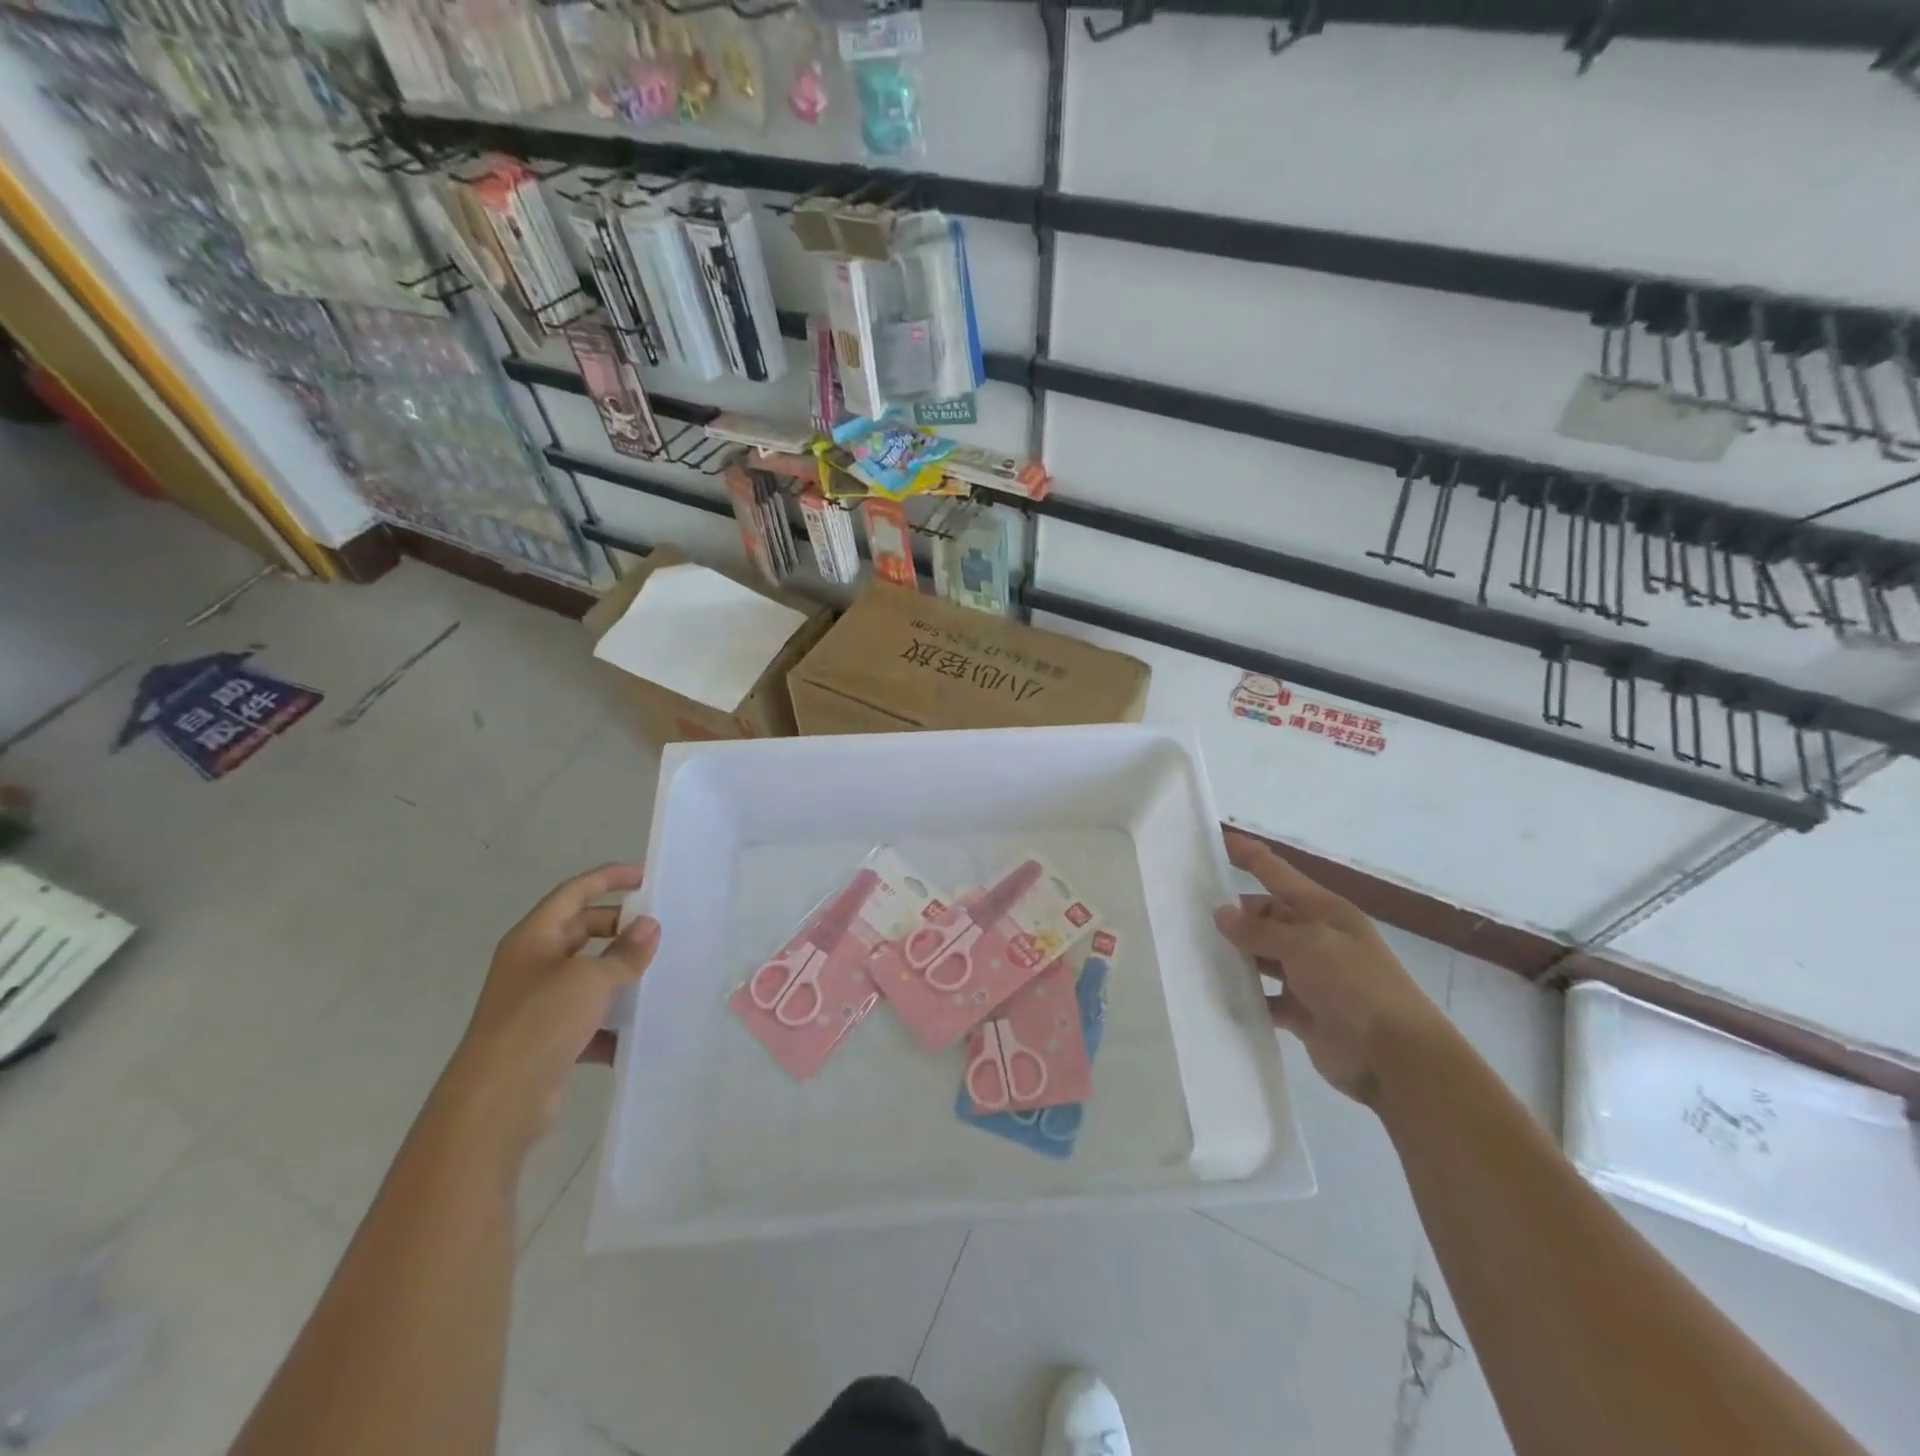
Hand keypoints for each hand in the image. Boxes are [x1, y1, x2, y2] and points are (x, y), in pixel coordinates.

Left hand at [436, 864, 659, 1164]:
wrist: (496, 1103)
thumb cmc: (540, 1022)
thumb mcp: (591, 979)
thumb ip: (625, 952)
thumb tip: (649, 926)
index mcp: (534, 938)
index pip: (574, 893)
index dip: (608, 878)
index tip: (645, 876)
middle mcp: (533, 965)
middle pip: (582, 931)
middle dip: (620, 928)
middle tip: (659, 930)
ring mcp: (538, 1004)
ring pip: (588, 975)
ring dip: (620, 974)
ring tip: (659, 974)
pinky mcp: (548, 1039)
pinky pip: (588, 1018)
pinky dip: (612, 1021)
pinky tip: (640, 1029)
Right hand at [1213, 832, 1446, 1106]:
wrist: (1396, 1058)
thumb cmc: (1356, 985)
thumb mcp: (1306, 945)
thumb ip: (1260, 930)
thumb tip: (1221, 913)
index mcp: (1323, 910)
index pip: (1277, 871)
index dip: (1248, 854)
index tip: (1216, 839)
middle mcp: (1315, 937)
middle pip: (1265, 915)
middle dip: (1234, 912)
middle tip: (1189, 913)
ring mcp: (1309, 976)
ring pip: (1261, 955)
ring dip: (1236, 954)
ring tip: (1194, 951)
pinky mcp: (1302, 1011)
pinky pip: (1265, 996)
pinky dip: (1246, 995)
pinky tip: (1217, 993)